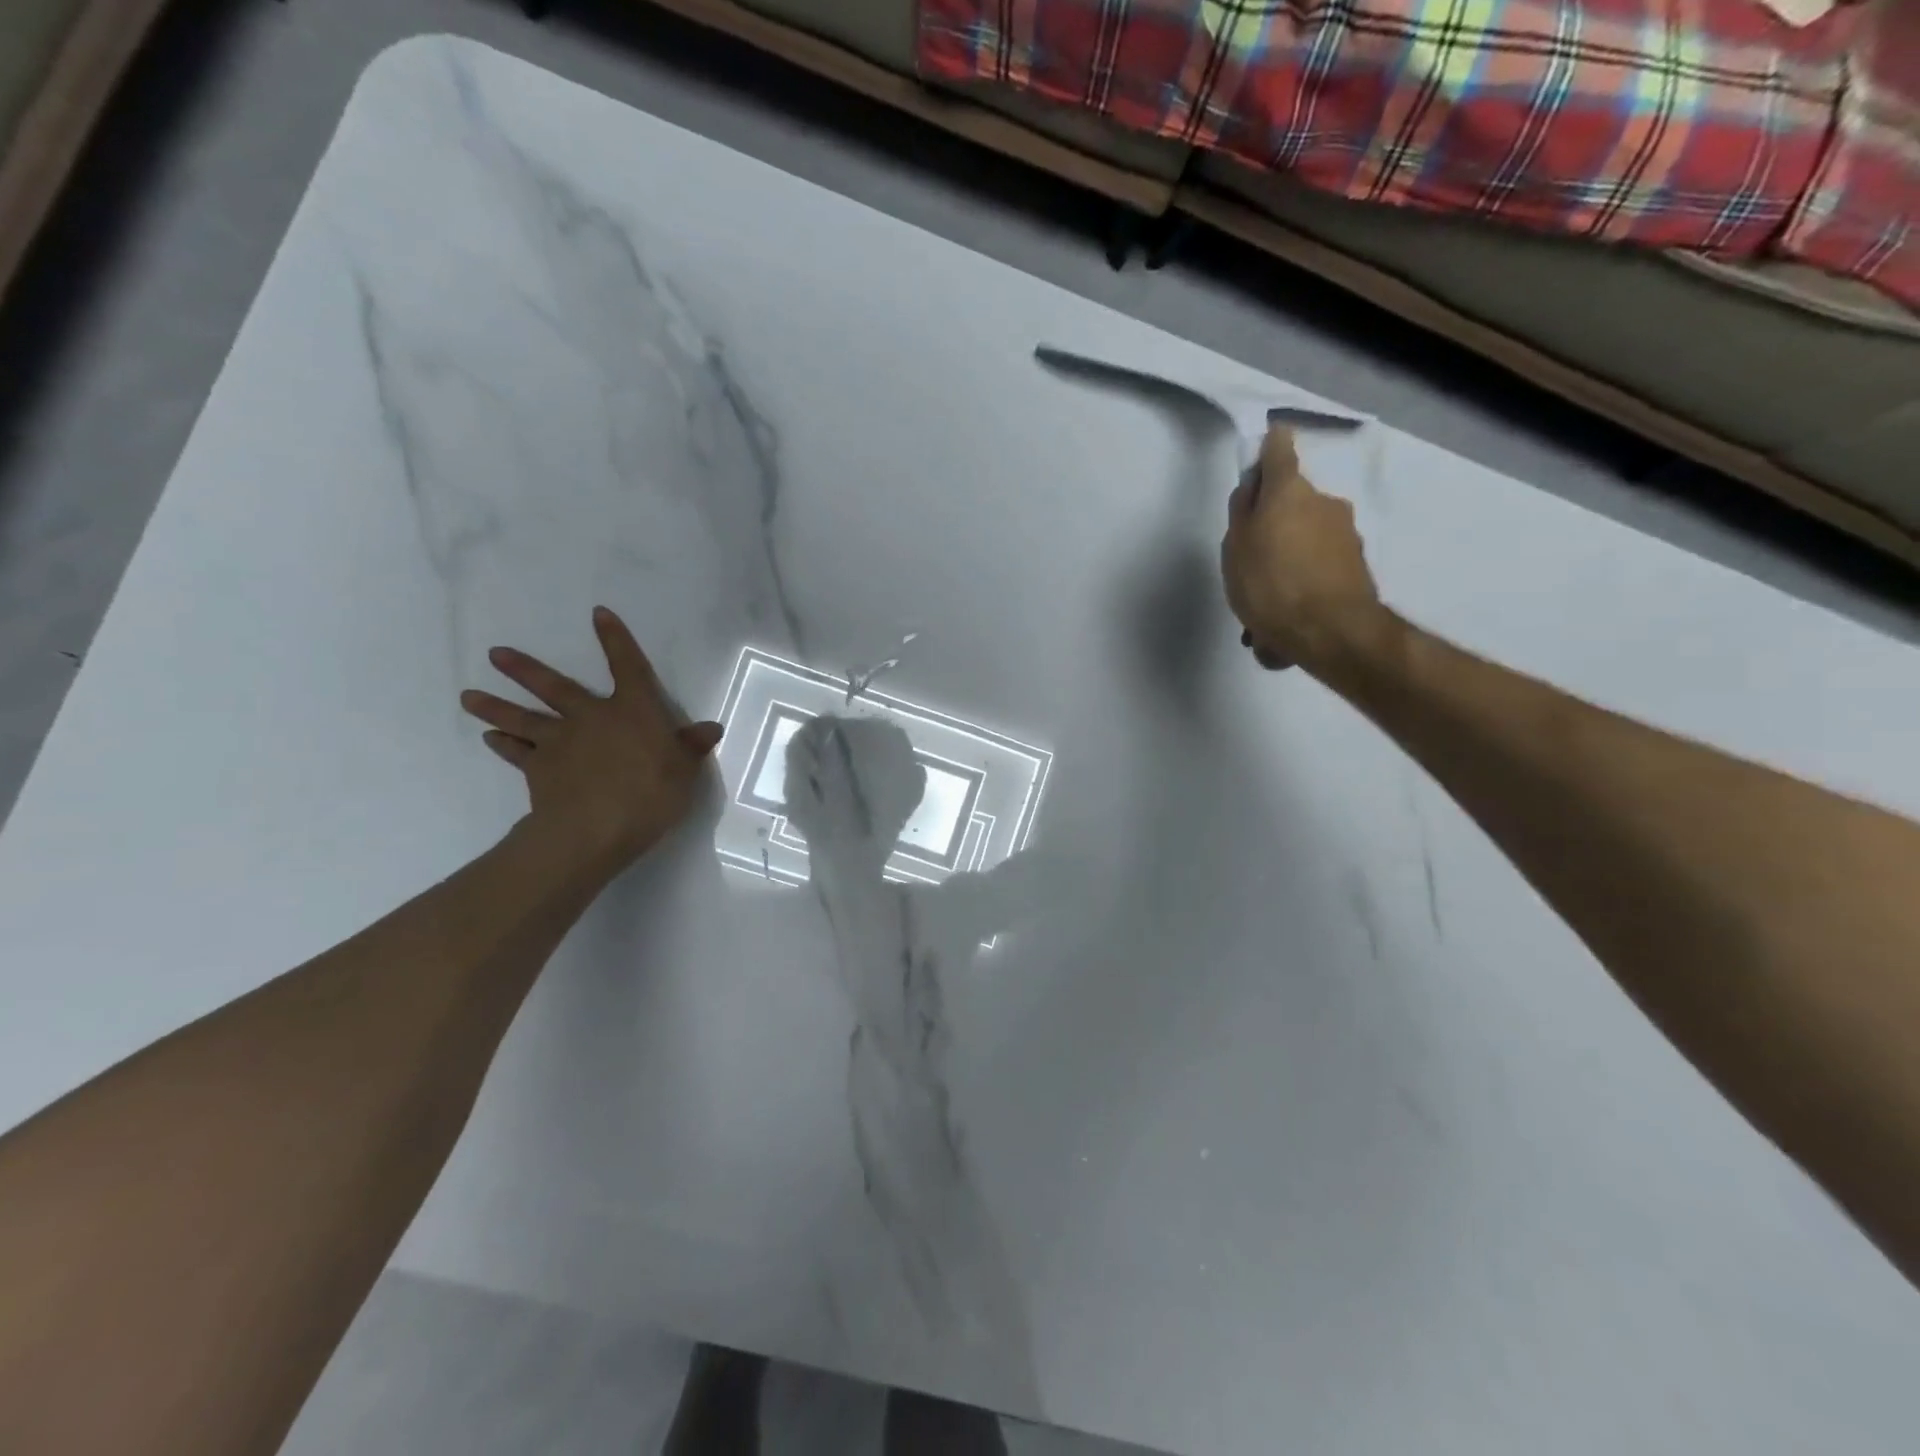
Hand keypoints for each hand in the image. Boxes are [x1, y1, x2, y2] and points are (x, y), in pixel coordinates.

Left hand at [460, 607, 722, 872]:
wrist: (596, 828)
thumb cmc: (651, 793)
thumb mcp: (685, 770)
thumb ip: (692, 747)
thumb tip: (710, 728)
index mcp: (633, 710)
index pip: (626, 666)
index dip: (615, 639)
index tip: (598, 613)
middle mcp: (591, 717)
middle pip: (555, 687)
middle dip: (524, 669)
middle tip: (494, 654)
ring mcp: (560, 743)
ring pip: (524, 718)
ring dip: (495, 706)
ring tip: (468, 696)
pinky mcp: (539, 771)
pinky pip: (517, 754)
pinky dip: (503, 745)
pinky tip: (489, 739)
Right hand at [1221, 425, 1386, 674]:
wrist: (1331, 632)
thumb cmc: (1271, 584)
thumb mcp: (1236, 548)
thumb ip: (1242, 513)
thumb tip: (1253, 487)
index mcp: (1290, 492)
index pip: (1279, 450)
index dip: (1268, 447)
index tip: (1260, 450)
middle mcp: (1325, 503)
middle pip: (1293, 503)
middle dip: (1274, 525)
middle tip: (1250, 561)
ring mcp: (1346, 535)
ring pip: (1304, 542)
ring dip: (1286, 563)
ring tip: (1264, 607)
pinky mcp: (1356, 567)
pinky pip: (1317, 570)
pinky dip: (1301, 586)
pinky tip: (1284, 622)